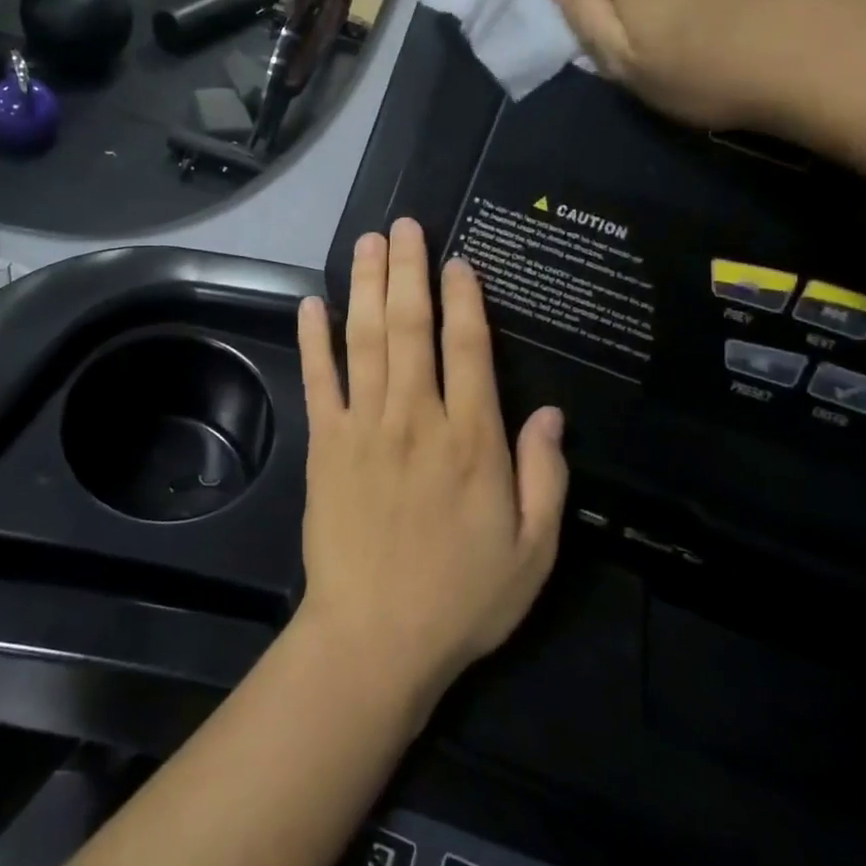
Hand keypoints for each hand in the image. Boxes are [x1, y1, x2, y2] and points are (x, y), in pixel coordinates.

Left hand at [293, 220, 567, 713]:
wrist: (375, 639)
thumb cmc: (461, 598)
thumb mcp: (534, 551)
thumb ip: (545, 477)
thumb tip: (552, 412)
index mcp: (471, 440)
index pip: (469, 349)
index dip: (464, 299)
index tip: (458, 261)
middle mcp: (416, 418)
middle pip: (411, 327)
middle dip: (409, 270)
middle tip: (405, 226)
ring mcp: (363, 427)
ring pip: (366, 340)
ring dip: (367, 286)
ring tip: (368, 243)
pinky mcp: (324, 444)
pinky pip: (319, 380)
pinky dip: (315, 339)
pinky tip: (313, 303)